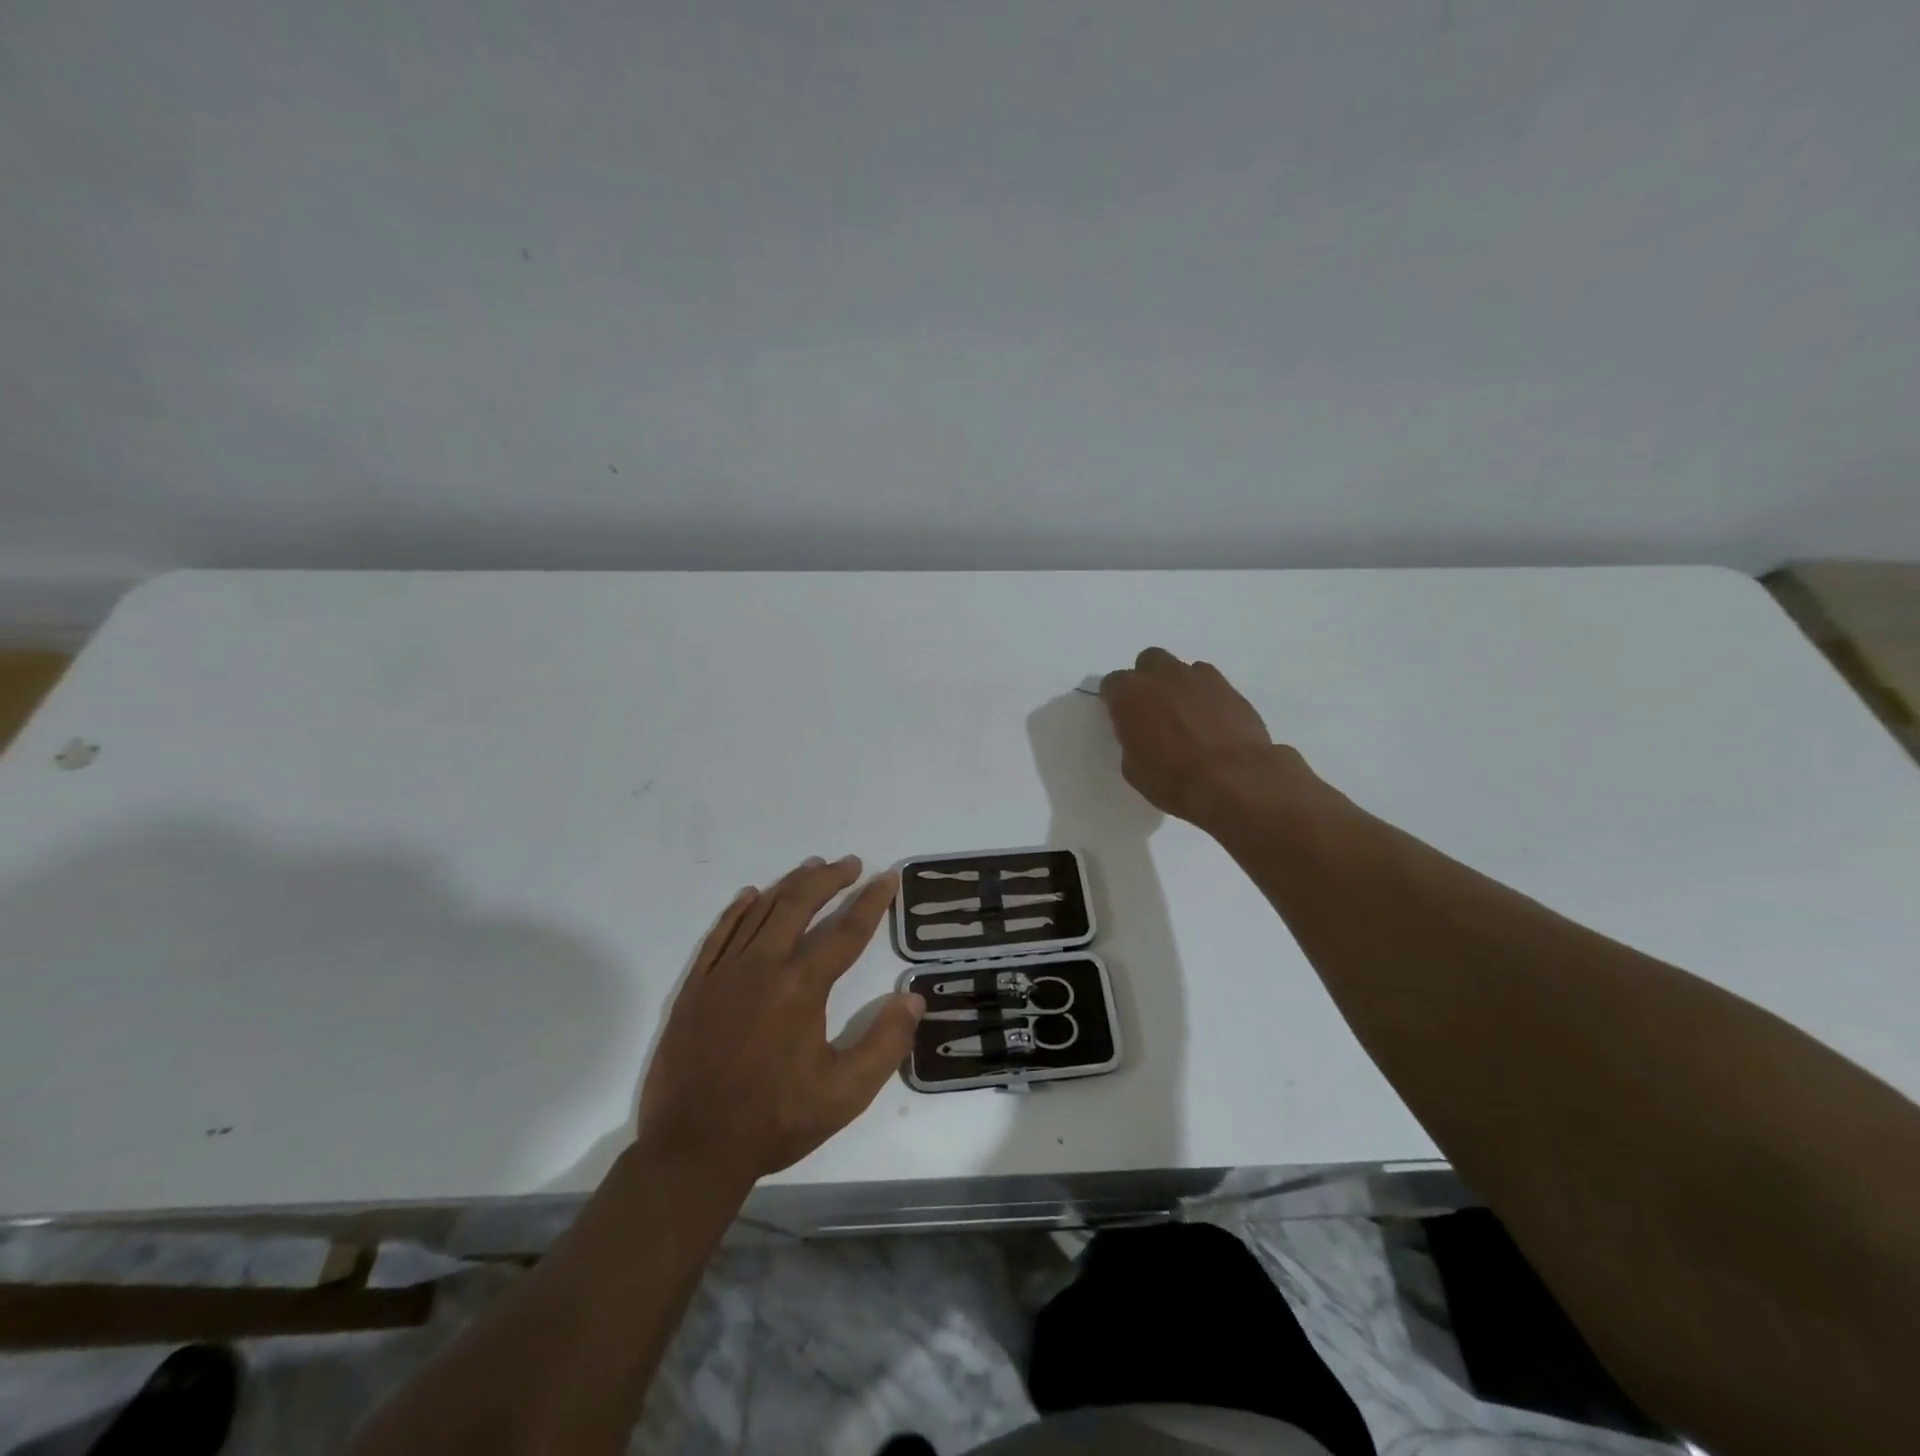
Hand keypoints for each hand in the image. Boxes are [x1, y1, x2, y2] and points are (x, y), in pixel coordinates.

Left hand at [636, 856, 922, 1190]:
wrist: (693, 1148)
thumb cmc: (775, 1120)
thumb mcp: (845, 1093)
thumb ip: (885, 1043)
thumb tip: (912, 998)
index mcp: (802, 987)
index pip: (846, 931)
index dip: (871, 901)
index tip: (887, 877)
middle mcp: (763, 966)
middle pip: (800, 905)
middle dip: (829, 879)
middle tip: (851, 863)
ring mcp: (724, 972)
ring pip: (761, 911)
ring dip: (790, 884)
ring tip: (812, 867)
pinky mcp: (696, 986)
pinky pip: (720, 933)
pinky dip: (738, 909)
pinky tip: (751, 895)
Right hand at [1099, 648, 1301, 826]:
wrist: (1234, 779)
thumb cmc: (1173, 780)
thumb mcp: (1134, 768)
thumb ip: (1132, 739)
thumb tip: (1141, 733)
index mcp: (1129, 694)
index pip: (1112, 684)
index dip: (1115, 701)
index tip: (1121, 718)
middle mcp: (1161, 675)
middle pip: (1148, 662)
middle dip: (1148, 680)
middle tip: (1153, 709)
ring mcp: (1198, 677)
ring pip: (1181, 669)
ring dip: (1178, 686)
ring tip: (1186, 715)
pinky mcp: (1229, 687)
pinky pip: (1209, 681)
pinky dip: (1205, 695)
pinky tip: (1211, 720)